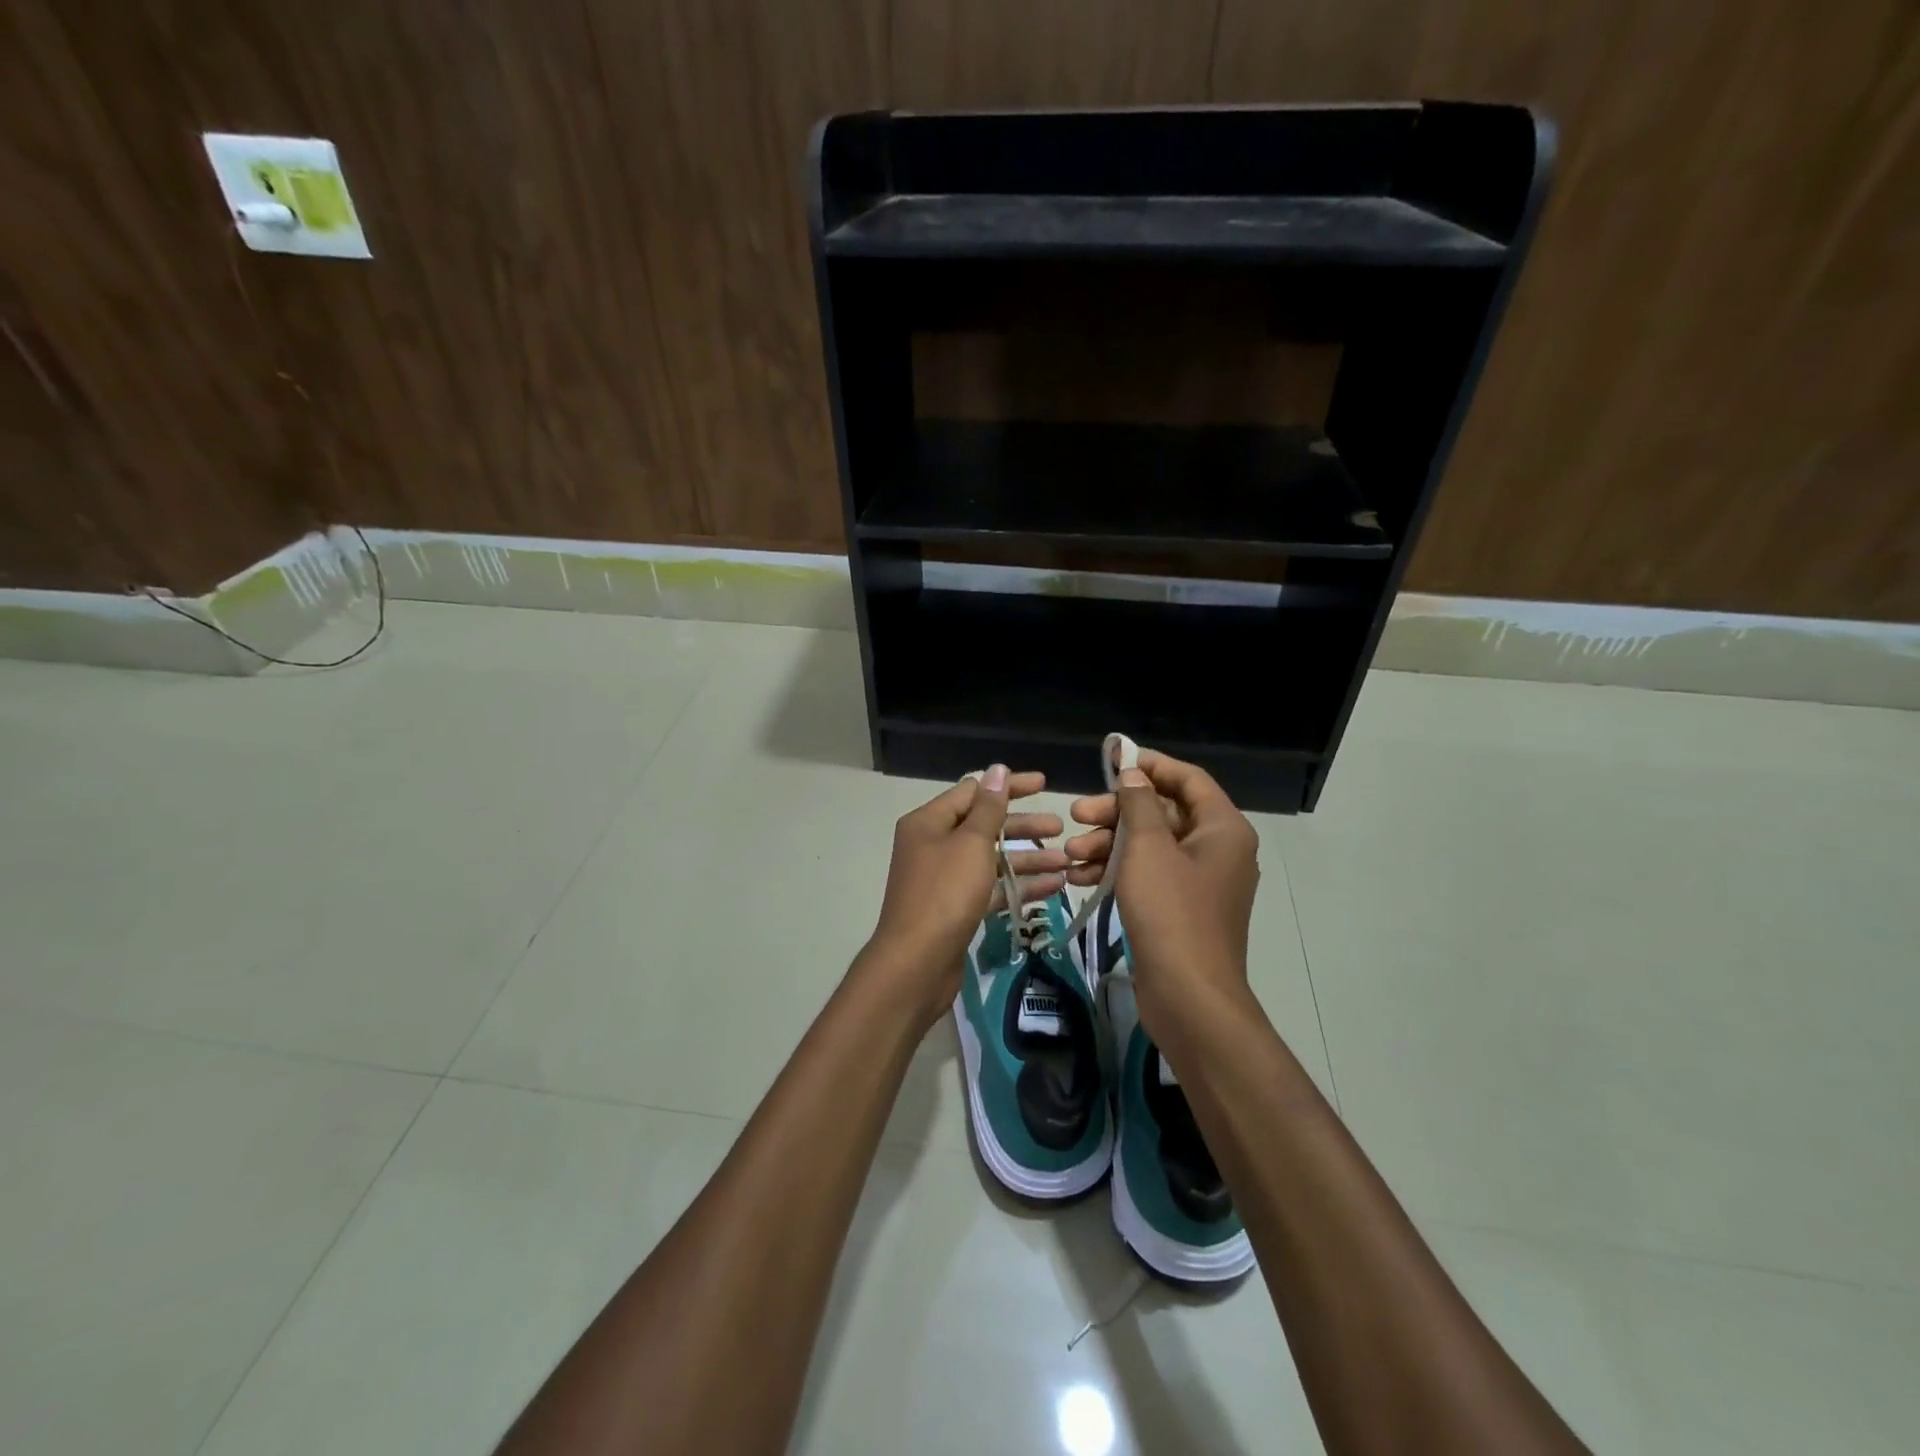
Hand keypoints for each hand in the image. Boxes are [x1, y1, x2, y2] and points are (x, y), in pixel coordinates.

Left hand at [865, 766, 1067, 1030]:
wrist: (916, 964)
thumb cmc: (944, 894)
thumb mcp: (971, 844)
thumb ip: (989, 807)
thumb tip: (998, 770)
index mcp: (929, 822)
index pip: (973, 791)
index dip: (1009, 786)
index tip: (1045, 784)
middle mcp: (934, 845)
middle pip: (984, 825)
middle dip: (1023, 826)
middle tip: (1061, 828)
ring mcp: (944, 878)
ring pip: (991, 859)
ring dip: (1028, 858)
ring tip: (1067, 861)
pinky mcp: (956, 908)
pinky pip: (991, 887)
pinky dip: (1018, 885)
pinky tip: (1054, 887)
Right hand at [1066, 751, 1260, 1047]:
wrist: (1188, 997)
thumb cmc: (1170, 913)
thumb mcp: (1147, 849)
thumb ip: (1138, 804)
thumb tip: (1134, 773)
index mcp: (1222, 828)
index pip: (1188, 779)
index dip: (1150, 766)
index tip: (1111, 762)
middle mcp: (1217, 849)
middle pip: (1163, 812)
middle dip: (1117, 813)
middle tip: (1077, 814)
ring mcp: (1199, 882)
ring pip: (1150, 846)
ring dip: (1109, 844)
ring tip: (1071, 854)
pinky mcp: (1181, 909)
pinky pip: (1148, 875)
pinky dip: (1118, 871)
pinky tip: (1081, 877)